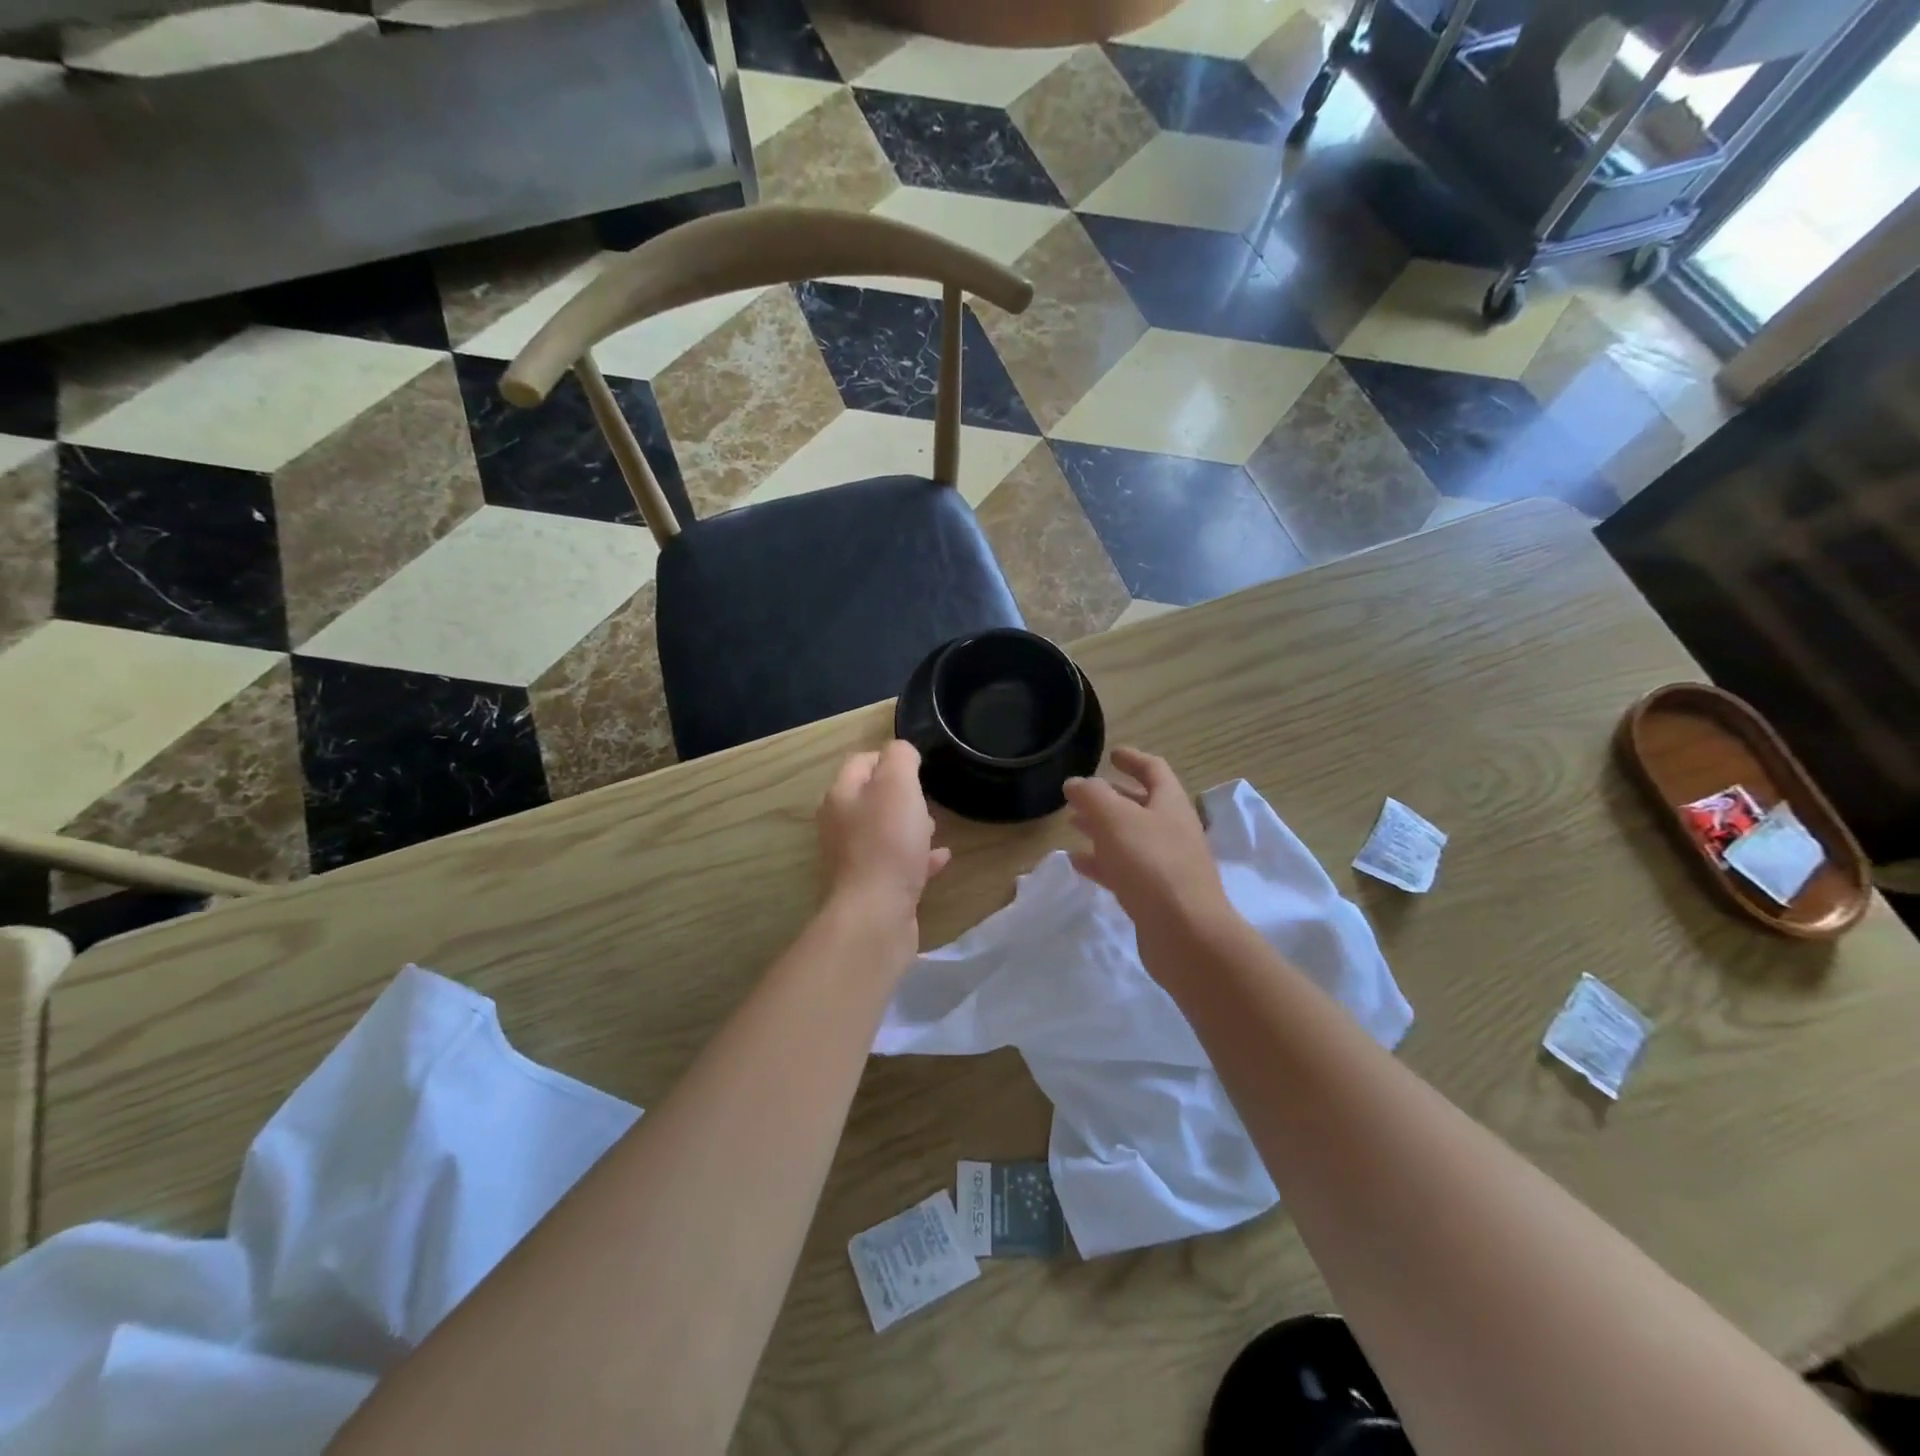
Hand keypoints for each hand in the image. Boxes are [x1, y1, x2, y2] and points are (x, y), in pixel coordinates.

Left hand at [817, 741, 950, 923]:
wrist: (875, 916)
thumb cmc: (887, 843)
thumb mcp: (897, 785)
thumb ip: (900, 758)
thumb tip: (902, 752)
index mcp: (841, 796)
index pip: (861, 762)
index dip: (889, 757)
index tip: (919, 764)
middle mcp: (841, 826)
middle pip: (871, 798)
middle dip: (901, 794)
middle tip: (927, 796)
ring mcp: (855, 860)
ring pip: (884, 832)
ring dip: (909, 826)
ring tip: (935, 827)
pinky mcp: (873, 889)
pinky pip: (898, 865)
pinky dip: (918, 858)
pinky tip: (942, 858)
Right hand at [1064, 748, 1235, 973]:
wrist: (1186, 934)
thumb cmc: (1152, 865)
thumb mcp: (1115, 820)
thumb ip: (1092, 795)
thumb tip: (1077, 782)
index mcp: (1170, 804)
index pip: (1154, 770)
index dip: (1133, 759)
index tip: (1112, 754)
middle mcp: (1173, 830)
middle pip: (1141, 805)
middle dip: (1111, 796)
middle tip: (1081, 795)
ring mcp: (1167, 865)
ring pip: (1130, 838)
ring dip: (1102, 829)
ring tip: (1073, 825)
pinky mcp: (1157, 896)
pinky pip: (1125, 870)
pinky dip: (1102, 861)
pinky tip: (1078, 862)